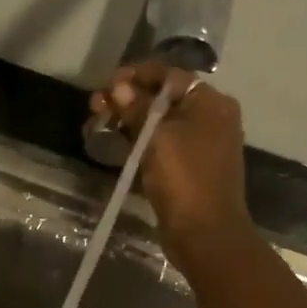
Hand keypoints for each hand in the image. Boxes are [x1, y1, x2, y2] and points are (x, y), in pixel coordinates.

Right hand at [89, 61, 251, 253]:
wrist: (205, 233)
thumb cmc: (184, 178)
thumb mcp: (156, 137)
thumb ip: (136, 108)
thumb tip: (118, 86)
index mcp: (210, 103)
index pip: (170, 76)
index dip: (137, 74)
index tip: (108, 81)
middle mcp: (209, 118)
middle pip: (163, 98)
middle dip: (127, 97)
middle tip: (96, 104)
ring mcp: (199, 144)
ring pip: (158, 122)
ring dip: (128, 118)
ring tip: (97, 120)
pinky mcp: (187, 168)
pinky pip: (160, 144)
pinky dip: (138, 139)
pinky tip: (114, 140)